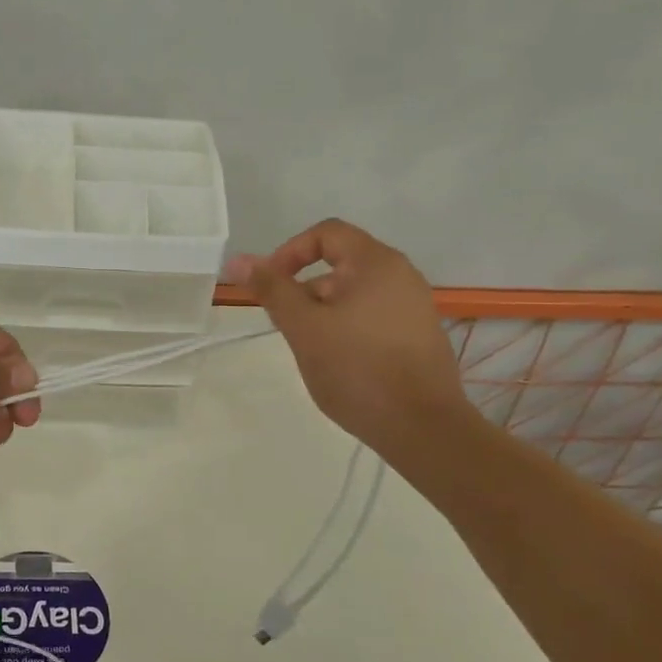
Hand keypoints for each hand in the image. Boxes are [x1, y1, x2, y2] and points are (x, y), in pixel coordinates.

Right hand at [230, 219, 469, 455]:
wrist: (423, 428)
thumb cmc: (357, 370)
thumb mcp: (303, 328)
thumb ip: (272, 290)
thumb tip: (238, 260)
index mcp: (376, 263)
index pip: (325, 234)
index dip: (289, 252)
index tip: (270, 286)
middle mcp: (401, 275)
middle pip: (340, 263)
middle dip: (304, 288)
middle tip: (286, 325)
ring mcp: (414, 306)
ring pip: (355, 293)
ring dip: (323, 311)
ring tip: (310, 348)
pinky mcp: (418, 335)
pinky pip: (373, 315)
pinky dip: (347, 326)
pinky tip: (338, 361)